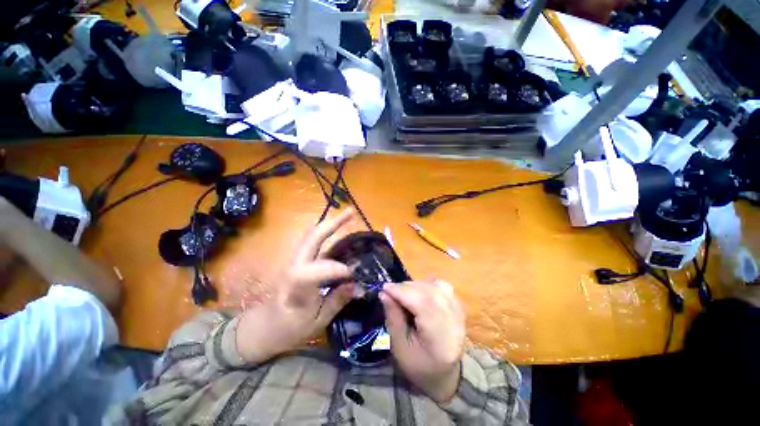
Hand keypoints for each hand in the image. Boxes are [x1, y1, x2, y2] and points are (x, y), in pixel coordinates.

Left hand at [235, 209, 356, 363]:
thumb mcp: (317, 322)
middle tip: (352, 213)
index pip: (311, 272)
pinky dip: (327, 232)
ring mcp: (296, 261)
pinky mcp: (300, 261)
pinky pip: (314, 241)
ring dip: (330, 223)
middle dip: (332, 224)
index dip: (334, 269)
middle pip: (311, 239)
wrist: (264, 327)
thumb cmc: (289, 330)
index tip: (353, 273)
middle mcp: (294, 268)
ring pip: (312, 235)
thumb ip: (337, 300)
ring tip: (348, 215)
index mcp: (295, 289)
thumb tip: (359, 285)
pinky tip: (339, 229)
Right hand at [380, 280, 465, 402]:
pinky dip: (427, 284)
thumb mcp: (400, 348)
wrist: (445, 375)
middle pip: (431, 293)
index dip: (402, 292)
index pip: (423, 305)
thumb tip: (384, 293)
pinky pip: (443, 286)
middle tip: (391, 290)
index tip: (384, 288)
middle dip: (407, 287)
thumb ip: (393, 319)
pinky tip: (418, 291)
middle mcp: (455, 322)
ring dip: (416, 285)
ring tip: (403, 292)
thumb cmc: (418, 366)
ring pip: (437, 286)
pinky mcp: (459, 307)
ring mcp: (459, 313)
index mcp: (441, 340)